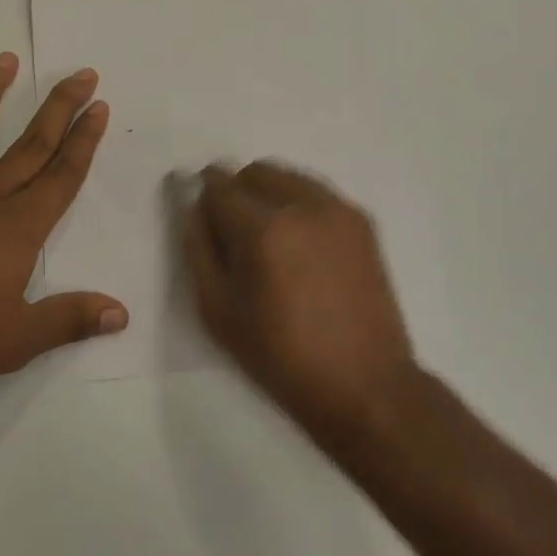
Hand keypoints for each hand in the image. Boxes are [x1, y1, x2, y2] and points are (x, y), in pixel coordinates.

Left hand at [0, 53, 126, 412]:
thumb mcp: (20, 339)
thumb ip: (71, 318)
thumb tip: (121, 313)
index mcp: (19, 227)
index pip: (62, 174)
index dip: (84, 139)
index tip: (99, 105)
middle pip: (31, 144)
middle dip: (60, 107)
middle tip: (81, 73)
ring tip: (6, 59)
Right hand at [182, 162, 416, 444]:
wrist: (364, 384)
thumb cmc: (281, 356)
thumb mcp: (218, 311)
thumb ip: (197, 248)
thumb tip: (192, 206)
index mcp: (263, 228)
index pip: (220, 185)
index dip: (204, 193)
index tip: (202, 212)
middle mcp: (303, 205)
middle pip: (256, 171)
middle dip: (237, 190)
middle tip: (234, 232)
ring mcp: (338, 209)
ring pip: (289, 176)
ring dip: (268, 193)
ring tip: (270, 239)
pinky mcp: (361, 221)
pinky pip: (317, 193)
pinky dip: (299, 203)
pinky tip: (300, 244)